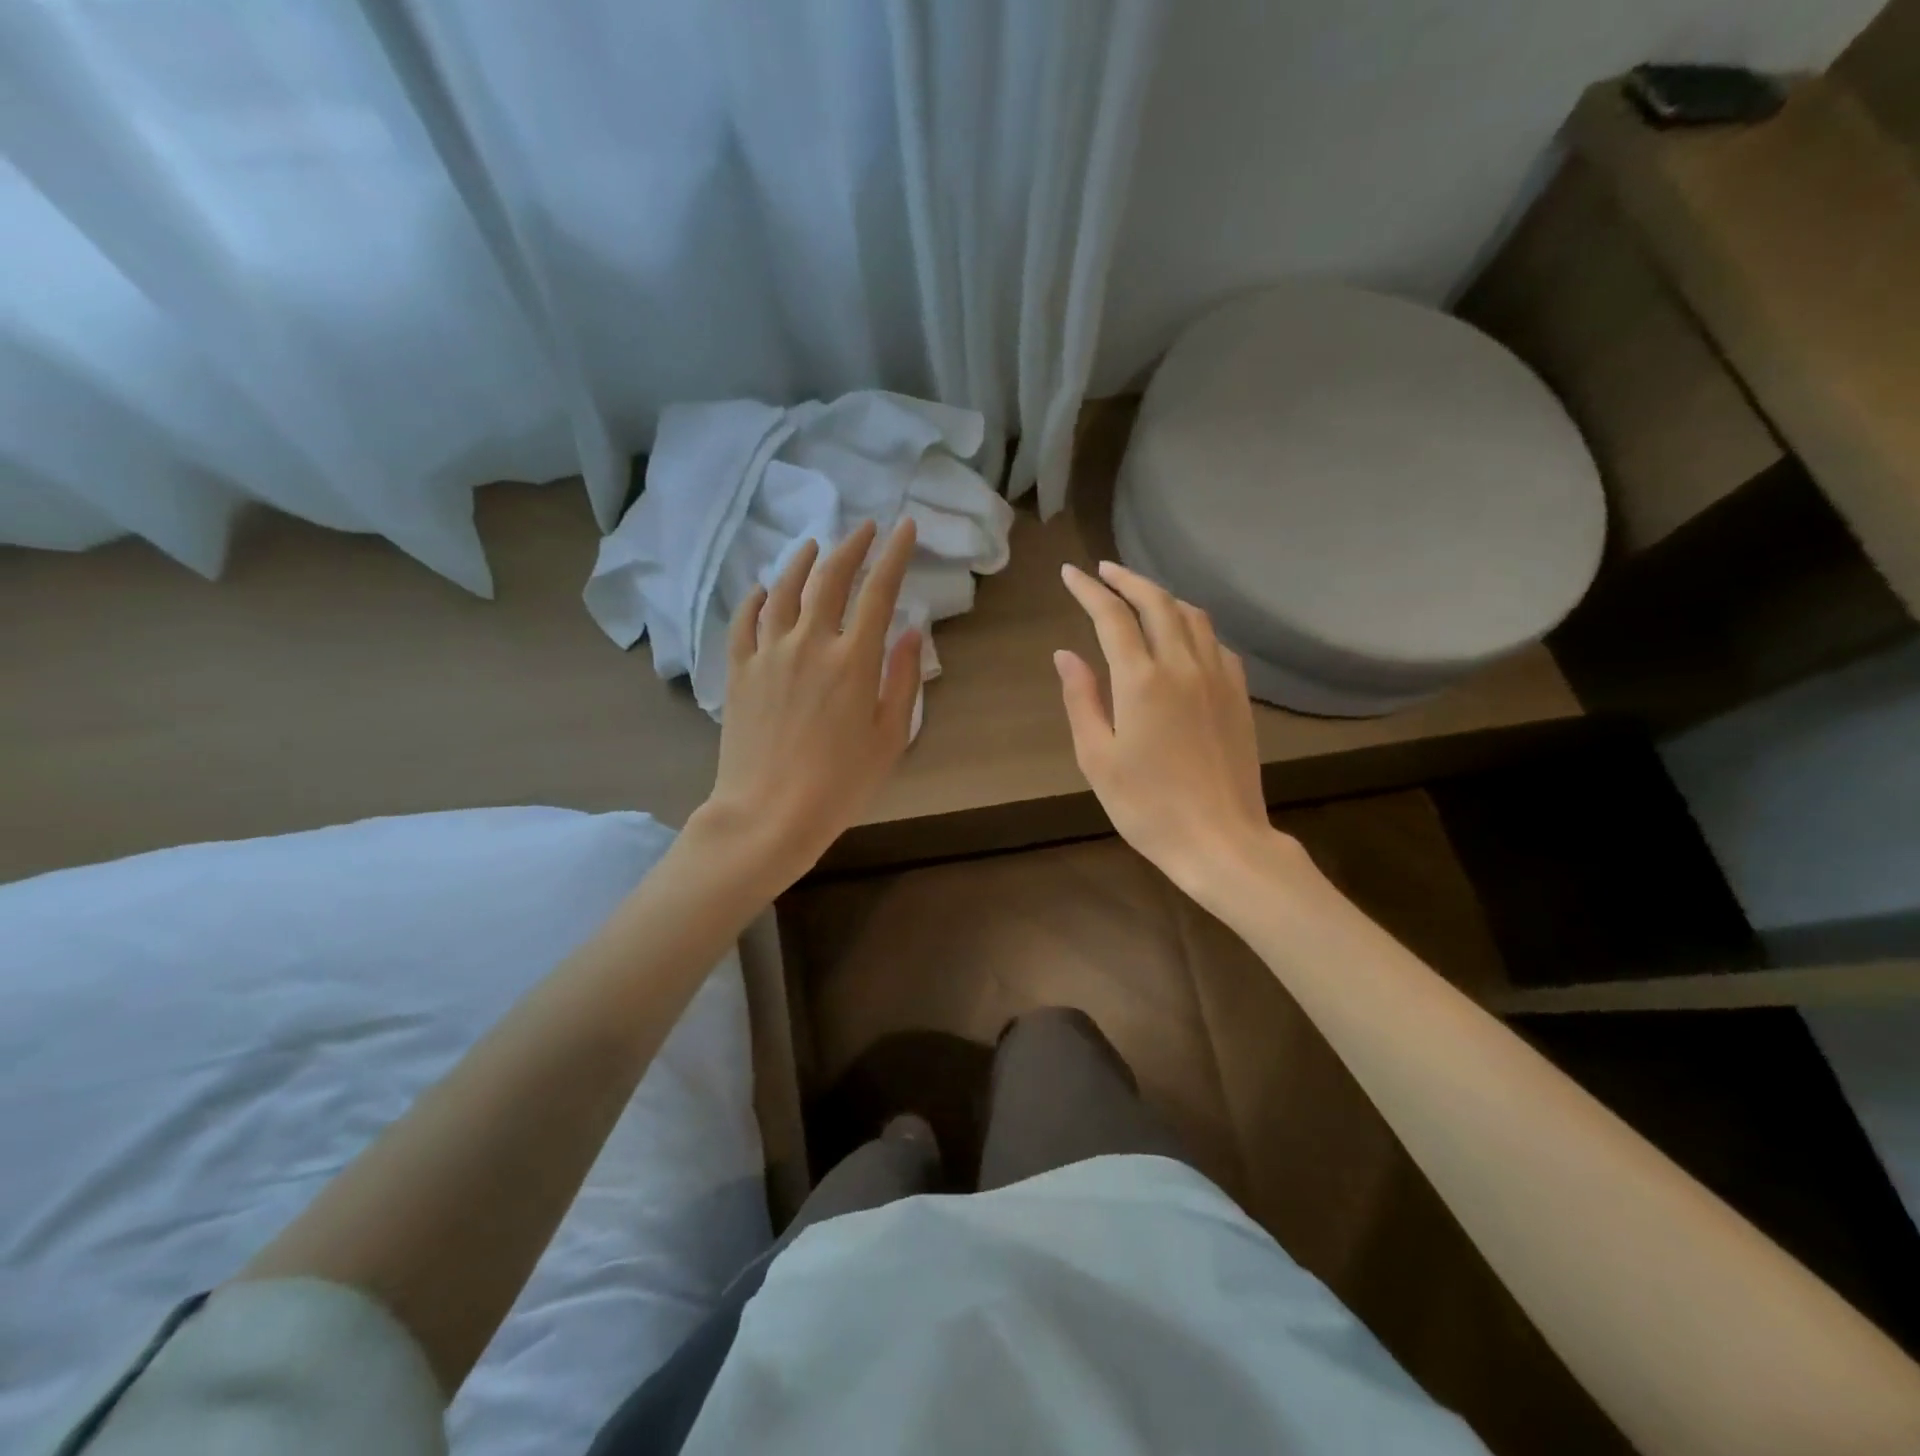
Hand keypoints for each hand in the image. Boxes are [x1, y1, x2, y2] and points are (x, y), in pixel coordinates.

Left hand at [695, 518, 921, 888]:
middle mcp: (810, 643)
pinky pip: (744, 621)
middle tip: (865, 528)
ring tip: (814, 545)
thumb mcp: (891, 737)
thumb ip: (903, 679)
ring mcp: (768, 654)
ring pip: (784, 589)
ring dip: (802, 560)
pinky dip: (756, 597)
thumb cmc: (840, 784)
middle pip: (830, 577)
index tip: (905, 528)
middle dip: (852, 545)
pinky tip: (763, 588)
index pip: (878, 590)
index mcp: (853, 660)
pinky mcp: (738, 671)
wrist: (768, 814)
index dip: (894, 554)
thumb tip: (910, 632)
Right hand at [1056, 560, 1301, 901]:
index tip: (1070, 574)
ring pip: (1193, 616)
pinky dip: (1193, 625)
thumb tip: (1065, 654)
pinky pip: (1216, 642)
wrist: (1220, 840)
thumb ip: (1081, 699)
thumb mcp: (1097, 758)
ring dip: (1163, 596)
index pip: (1112, 616)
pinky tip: (1184, 636)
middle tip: (1104, 570)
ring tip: (1140, 595)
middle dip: (1127, 580)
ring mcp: (1219, 678)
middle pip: (1157, 603)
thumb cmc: (1146, 806)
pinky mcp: (1239, 696)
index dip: (1089, 590)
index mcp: (1142, 681)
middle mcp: (1184, 666)